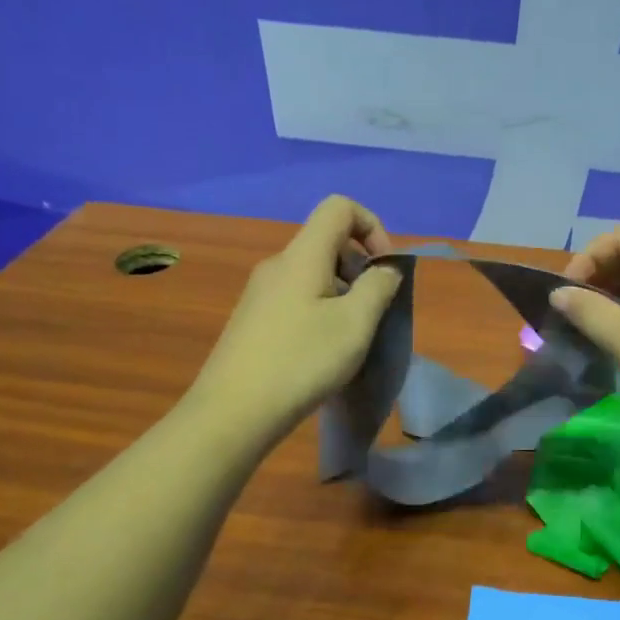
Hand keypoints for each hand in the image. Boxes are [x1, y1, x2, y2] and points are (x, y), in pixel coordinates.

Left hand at [190, 196, 401, 443]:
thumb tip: (386, 268)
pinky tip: (322, 351)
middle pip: (327, 241)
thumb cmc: (301, 362)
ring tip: (351, 337)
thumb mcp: (355, 324)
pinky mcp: (254, 319)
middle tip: (373, 311)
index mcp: (302, 256)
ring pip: (314, 273)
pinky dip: (322, 310)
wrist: (233, 412)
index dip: (372, 227)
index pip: (340, 208)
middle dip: (361, 267)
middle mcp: (278, 265)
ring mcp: (261, 293)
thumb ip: (379, 286)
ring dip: (343, 293)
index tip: (385, 270)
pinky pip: (297, 297)